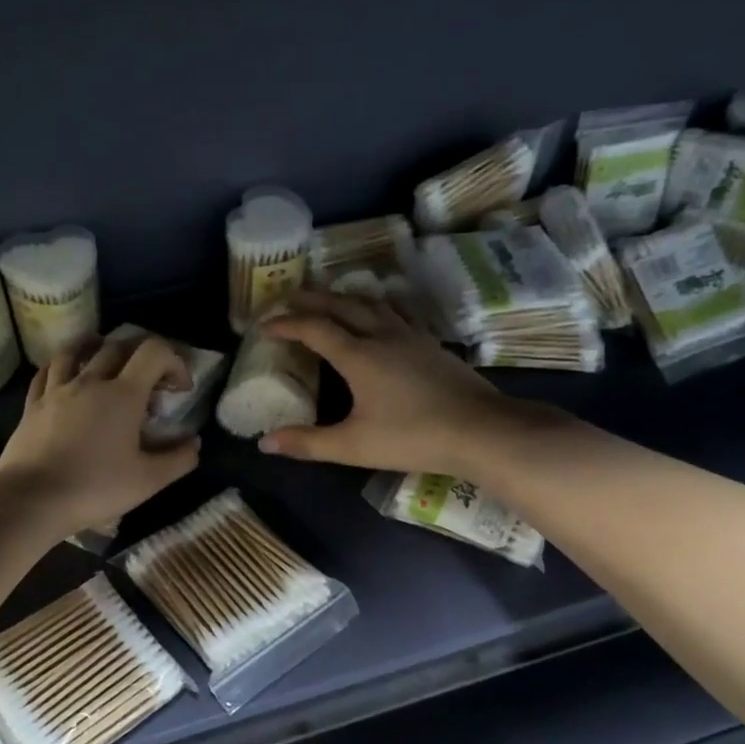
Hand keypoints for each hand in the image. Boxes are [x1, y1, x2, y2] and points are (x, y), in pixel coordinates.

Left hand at [0, 335, 199, 535]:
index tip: (179, 388)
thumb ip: (178, 459)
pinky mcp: (32, 405)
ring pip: (76, 351)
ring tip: (105, 356)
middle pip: (117, 346)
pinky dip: (63, 366)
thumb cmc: (96, 488)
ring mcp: (57, 390)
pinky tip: (66, 375)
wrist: (33, 499)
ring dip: (96, 347)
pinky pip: (47, 372)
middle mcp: (90, 382)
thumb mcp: (149, 481)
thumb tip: (194, 443)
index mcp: (123, 395)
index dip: (174, 362)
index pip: (154, 352)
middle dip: (141, 354)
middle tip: (150, 377)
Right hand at [257, 290, 562, 477]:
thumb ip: (308, 443)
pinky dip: (374, 307)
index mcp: (358, 355)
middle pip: (341, 305)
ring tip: (328, 299)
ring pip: (371, 304)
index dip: (286, 324)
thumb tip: (265, 443)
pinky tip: (379, 317)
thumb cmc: (412, 437)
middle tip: (288, 298)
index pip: (314, 329)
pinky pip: (394, 313)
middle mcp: (382, 335)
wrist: (481, 430)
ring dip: (343, 298)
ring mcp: (411, 336)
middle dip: (311, 300)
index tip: (264, 325)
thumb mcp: (353, 445)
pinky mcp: (431, 344)